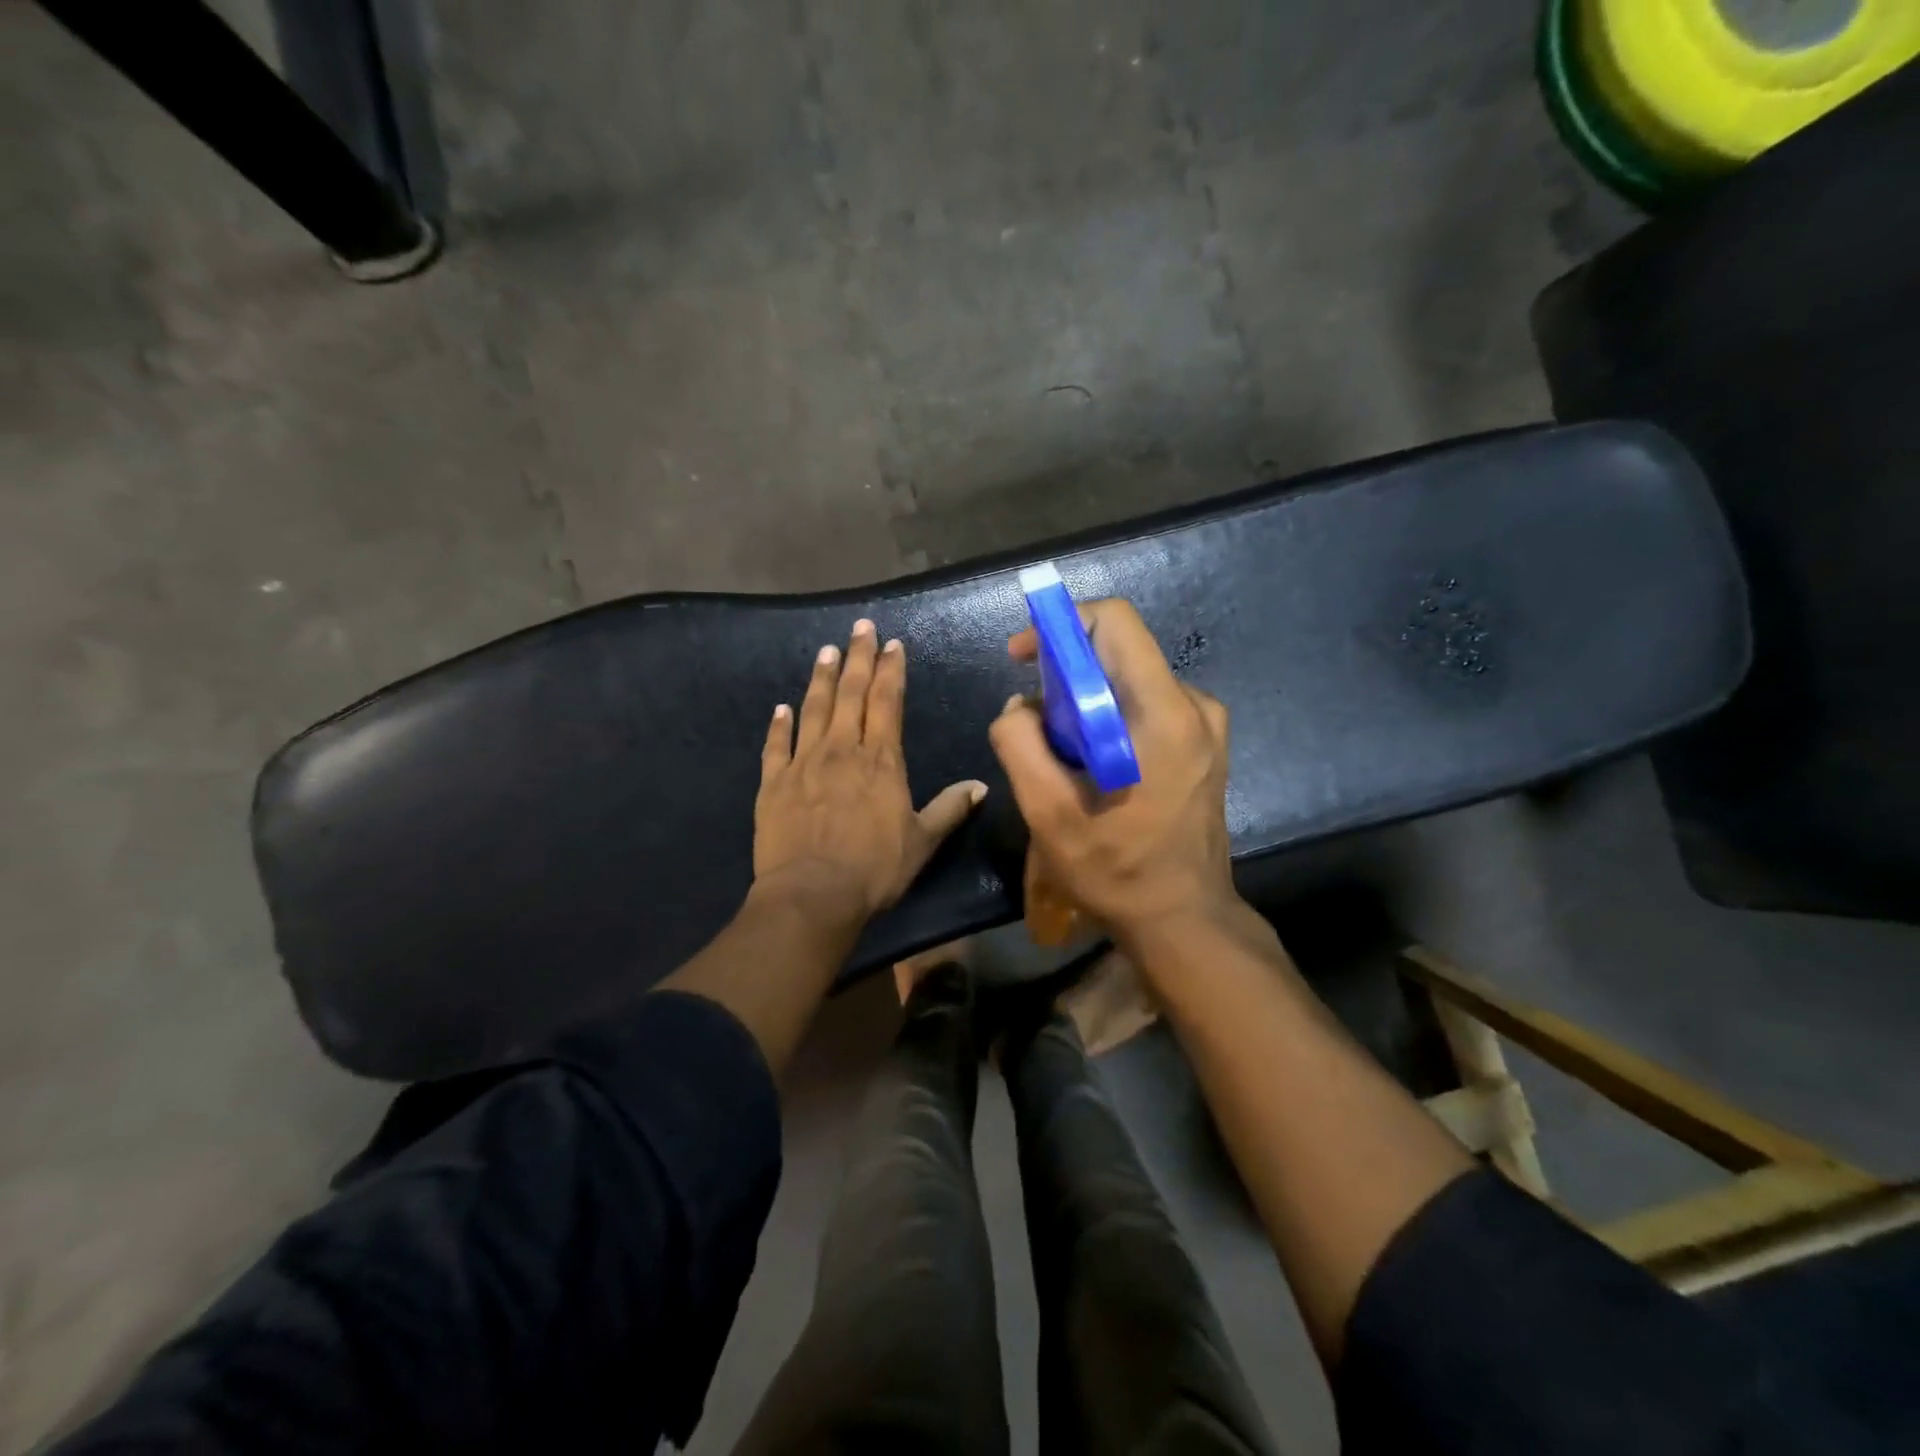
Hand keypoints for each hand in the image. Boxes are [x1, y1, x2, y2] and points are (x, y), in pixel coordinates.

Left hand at [755, 618, 986, 927]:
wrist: (812, 895)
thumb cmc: (874, 869)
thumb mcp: (922, 842)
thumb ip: (950, 809)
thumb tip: (981, 786)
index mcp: (881, 760)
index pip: (887, 702)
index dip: (891, 670)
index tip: (893, 644)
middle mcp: (842, 750)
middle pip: (850, 693)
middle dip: (858, 657)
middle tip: (860, 627)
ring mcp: (803, 763)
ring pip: (813, 709)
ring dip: (821, 678)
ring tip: (826, 651)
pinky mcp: (773, 783)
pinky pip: (775, 745)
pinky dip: (778, 724)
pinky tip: (780, 707)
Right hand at [988, 598, 1237, 947]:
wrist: (1184, 920)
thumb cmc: (1117, 871)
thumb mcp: (1048, 813)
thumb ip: (1020, 744)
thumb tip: (1018, 706)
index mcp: (1163, 712)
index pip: (1115, 621)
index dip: (1061, 625)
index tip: (1024, 659)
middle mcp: (1195, 704)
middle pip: (1121, 649)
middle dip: (1066, 669)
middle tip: (1033, 716)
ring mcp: (1206, 724)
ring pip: (1131, 678)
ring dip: (1086, 699)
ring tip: (1059, 751)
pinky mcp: (1204, 743)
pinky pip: (1147, 704)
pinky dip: (1110, 716)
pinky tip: (1092, 763)